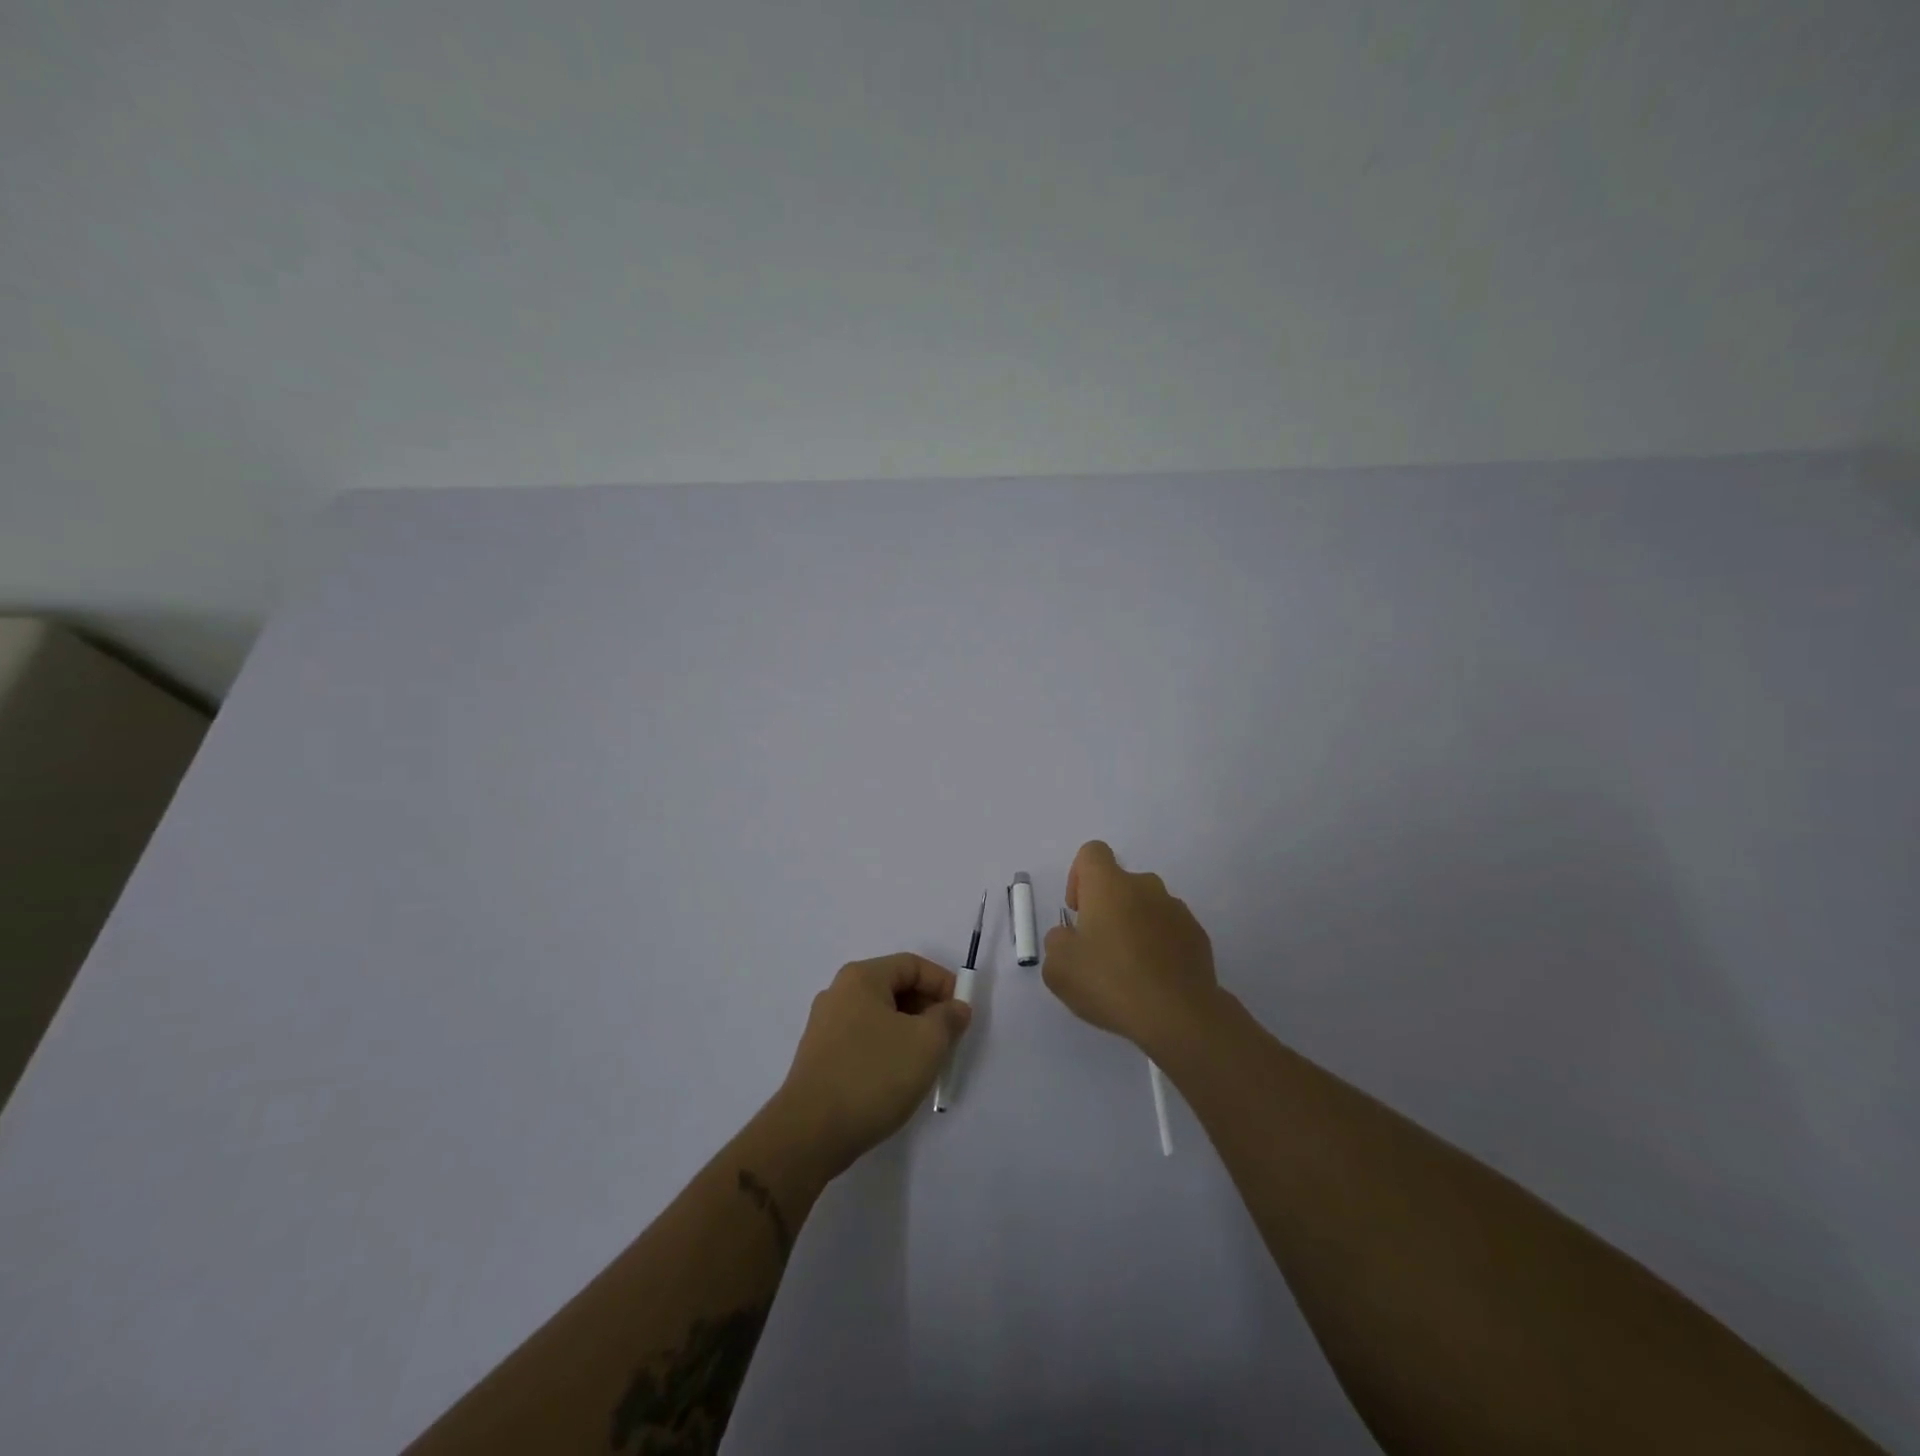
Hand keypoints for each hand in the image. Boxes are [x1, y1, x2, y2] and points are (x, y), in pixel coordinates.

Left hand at [774, 954, 971, 1177]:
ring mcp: (825, 1026)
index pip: (912, 965)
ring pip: (880, 1017)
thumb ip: (948, 1018)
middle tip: (949, 1039)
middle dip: (927, 1009)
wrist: (811, 1132)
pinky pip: (864, 1040)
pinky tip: (898, 1079)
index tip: (962, 1014)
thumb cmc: (874, 1075)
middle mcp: (839, 993)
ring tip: (927, 1062)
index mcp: (861, 978)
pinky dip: (888, 1049)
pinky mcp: (821, 1056)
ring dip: (910, 1032)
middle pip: (895, 988)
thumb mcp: (926, 1043)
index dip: (943, 984)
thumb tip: (955, 1008)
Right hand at [1042, 841, 1220, 1057]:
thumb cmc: (1110, 982)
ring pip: (1146, 907)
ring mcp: (1177, 909)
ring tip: (1128, 970)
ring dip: (1134, 926)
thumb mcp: (1059, 968)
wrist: (1178, 1015)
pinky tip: (1153, 980)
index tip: (1077, 912)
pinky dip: (1159, 946)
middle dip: (1107, 908)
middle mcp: (1145, 886)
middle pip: (1120, 883)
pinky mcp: (1198, 935)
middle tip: (1098, 948)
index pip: (1092, 853)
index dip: (1078, 876)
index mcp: (1109, 884)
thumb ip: (1057, 941)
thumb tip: (1070, 936)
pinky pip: (1170, 930)